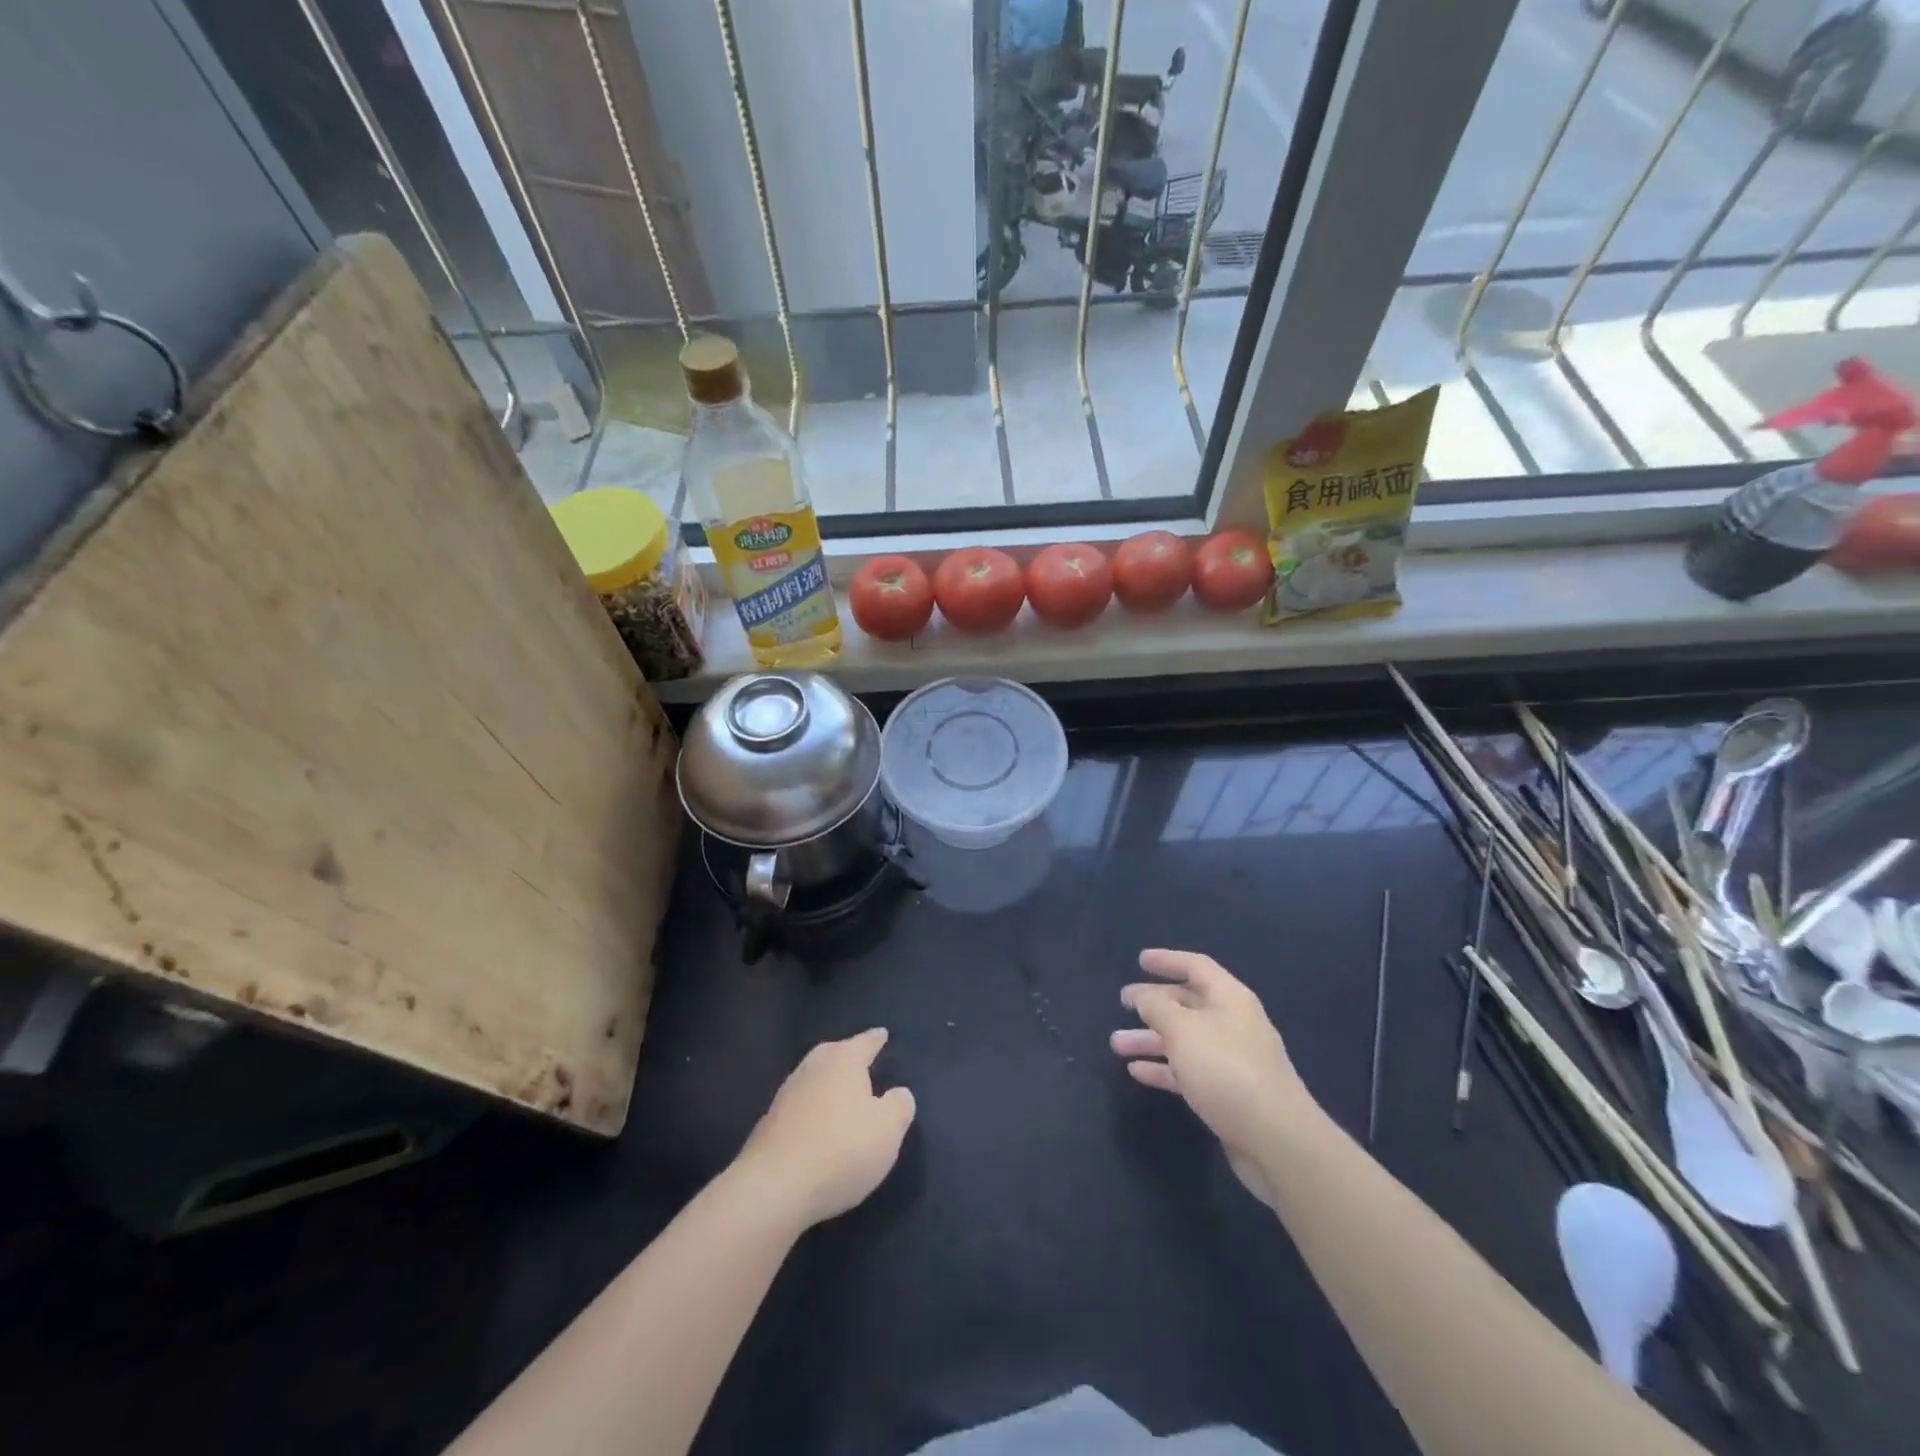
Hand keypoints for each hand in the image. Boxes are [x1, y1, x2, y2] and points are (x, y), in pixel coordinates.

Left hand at [735, 1028, 915, 1230]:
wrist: (774, 1188)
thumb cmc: (841, 1150)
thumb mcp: (888, 1130)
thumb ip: (899, 1106)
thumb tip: (897, 1094)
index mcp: (843, 1060)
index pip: (864, 1042)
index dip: (875, 1039)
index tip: (882, 1034)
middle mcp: (812, 1068)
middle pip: (833, 1054)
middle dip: (847, 1056)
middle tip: (860, 1061)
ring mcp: (786, 1095)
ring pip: (813, 1079)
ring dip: (827, 1084)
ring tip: (840, 1094)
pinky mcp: (769, 1124)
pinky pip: (799, 1107)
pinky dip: (811, 1110)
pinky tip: (817, 1126)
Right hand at [1110, 950, 1314, 1206]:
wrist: (1276, 1141)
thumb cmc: (1226, 1070)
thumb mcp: (1183, 1030)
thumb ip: (1158, 1007)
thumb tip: (1145, 997)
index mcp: (1229, 999)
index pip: (1196, 966)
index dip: (1168, 960)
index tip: (1139, 960)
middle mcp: (1233, 1023)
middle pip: (1188, 1004)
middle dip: (1154, 1003)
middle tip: (1122, 1003)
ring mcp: (1232, 1060)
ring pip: (1184, 1040)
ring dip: (1151, 1039)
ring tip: (1116, 1044)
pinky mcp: (1228, 1094)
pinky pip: (1189, 1071)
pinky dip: (1163, 1068)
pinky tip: (1137, 1072)